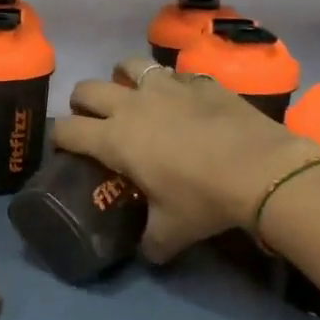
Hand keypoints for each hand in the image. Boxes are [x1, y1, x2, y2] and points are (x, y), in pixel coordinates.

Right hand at [52, 57, 319, 261]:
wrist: (261, 169)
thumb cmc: (204, 199)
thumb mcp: (172, 231)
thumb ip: (151, 242)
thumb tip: (147, 253)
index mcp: (114, 139)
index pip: (67, 130)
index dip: (58, 137)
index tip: (62, 147)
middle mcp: (131, 105)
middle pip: (87, 89)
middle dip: (82, 103)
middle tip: (92, 120)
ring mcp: (166, 86)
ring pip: (128, 65)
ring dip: (122, 78)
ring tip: (132, 95)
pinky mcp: (198, 80)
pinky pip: (173, 73)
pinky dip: (169, 83)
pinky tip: (180, 99)